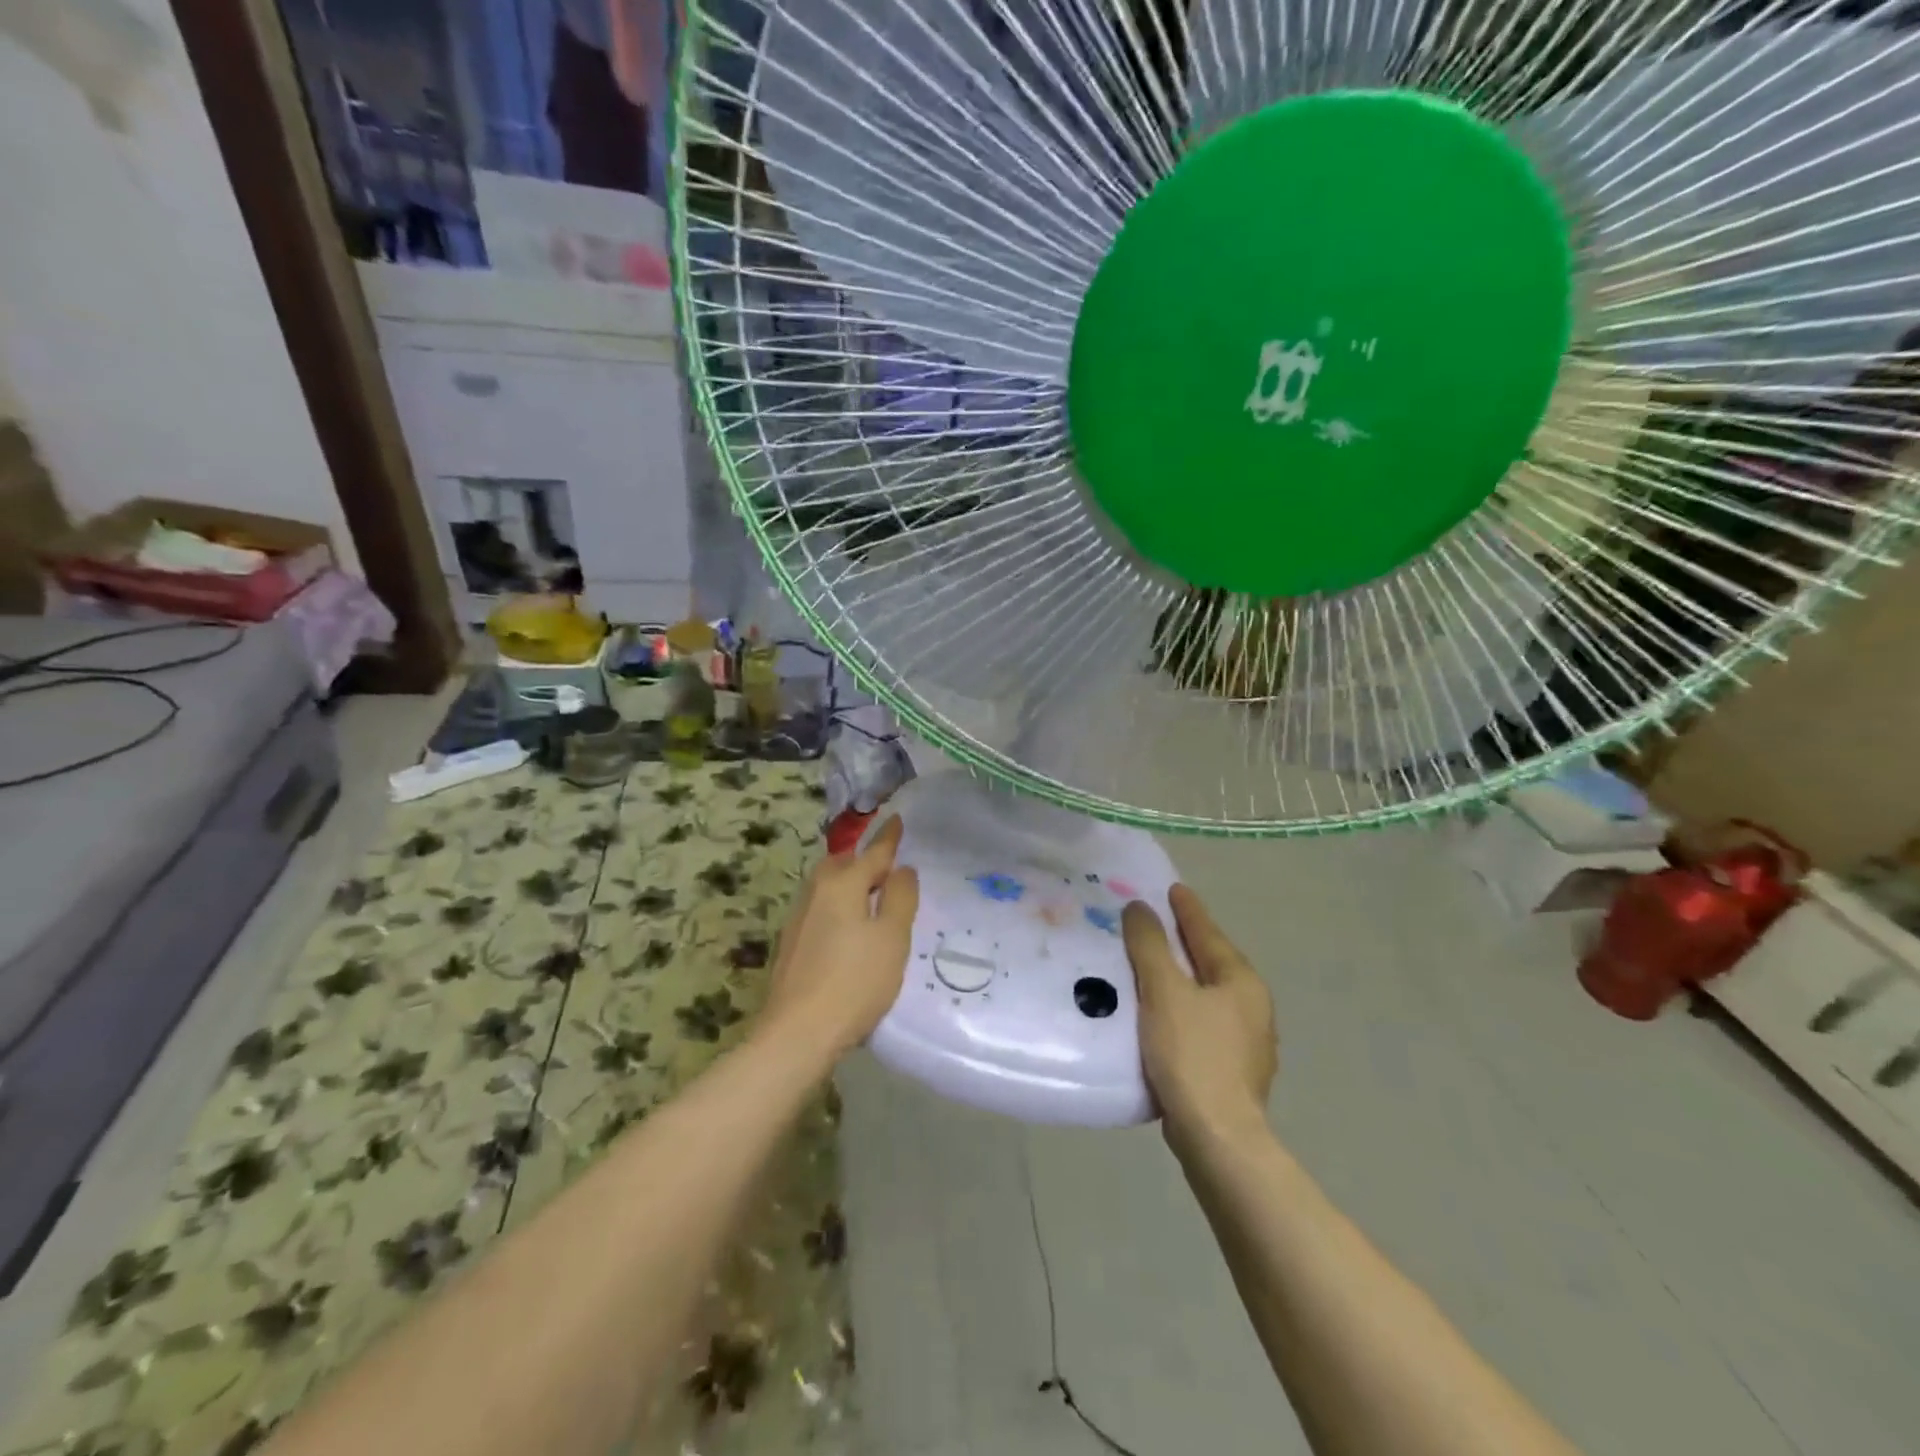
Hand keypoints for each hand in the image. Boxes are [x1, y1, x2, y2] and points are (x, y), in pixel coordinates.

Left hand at [760, 816, 919, 1058]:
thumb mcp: (892, 938)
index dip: (889, 838)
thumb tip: (901, 869)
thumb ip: (900, 898)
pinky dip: (838, 905)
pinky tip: (848, 928)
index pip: (873, 852)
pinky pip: (821, 907)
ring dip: (850, 883)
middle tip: (889, 867)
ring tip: (871, 897)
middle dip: (865, 860)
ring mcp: (799, 916)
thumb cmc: (854, 982)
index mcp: (842, 883)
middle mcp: (816, 891)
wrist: (797, 1033)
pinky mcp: (792, 941)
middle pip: (844, 864)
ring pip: (829, 885)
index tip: (896, 818)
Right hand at [1124, 884, 1276, 1143]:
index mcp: (1241, 982)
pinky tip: (1160, 1015)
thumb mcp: (1164, 992)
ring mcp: (1246, 1042)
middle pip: (1211, 962)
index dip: (1188, 910)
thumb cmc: (1192, 1055)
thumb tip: (1140, 908)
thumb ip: (1150, 946)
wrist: (1218, 1138)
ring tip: (1151, 965)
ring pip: (1206, 994)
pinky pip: (1201, 1022)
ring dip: (1181, 977)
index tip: (1173, 888)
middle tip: (1156, 922)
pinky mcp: (1231, 1069)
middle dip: (1184, 942)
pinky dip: (1181, 1008)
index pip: (1209, 933)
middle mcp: (1251, 1007)